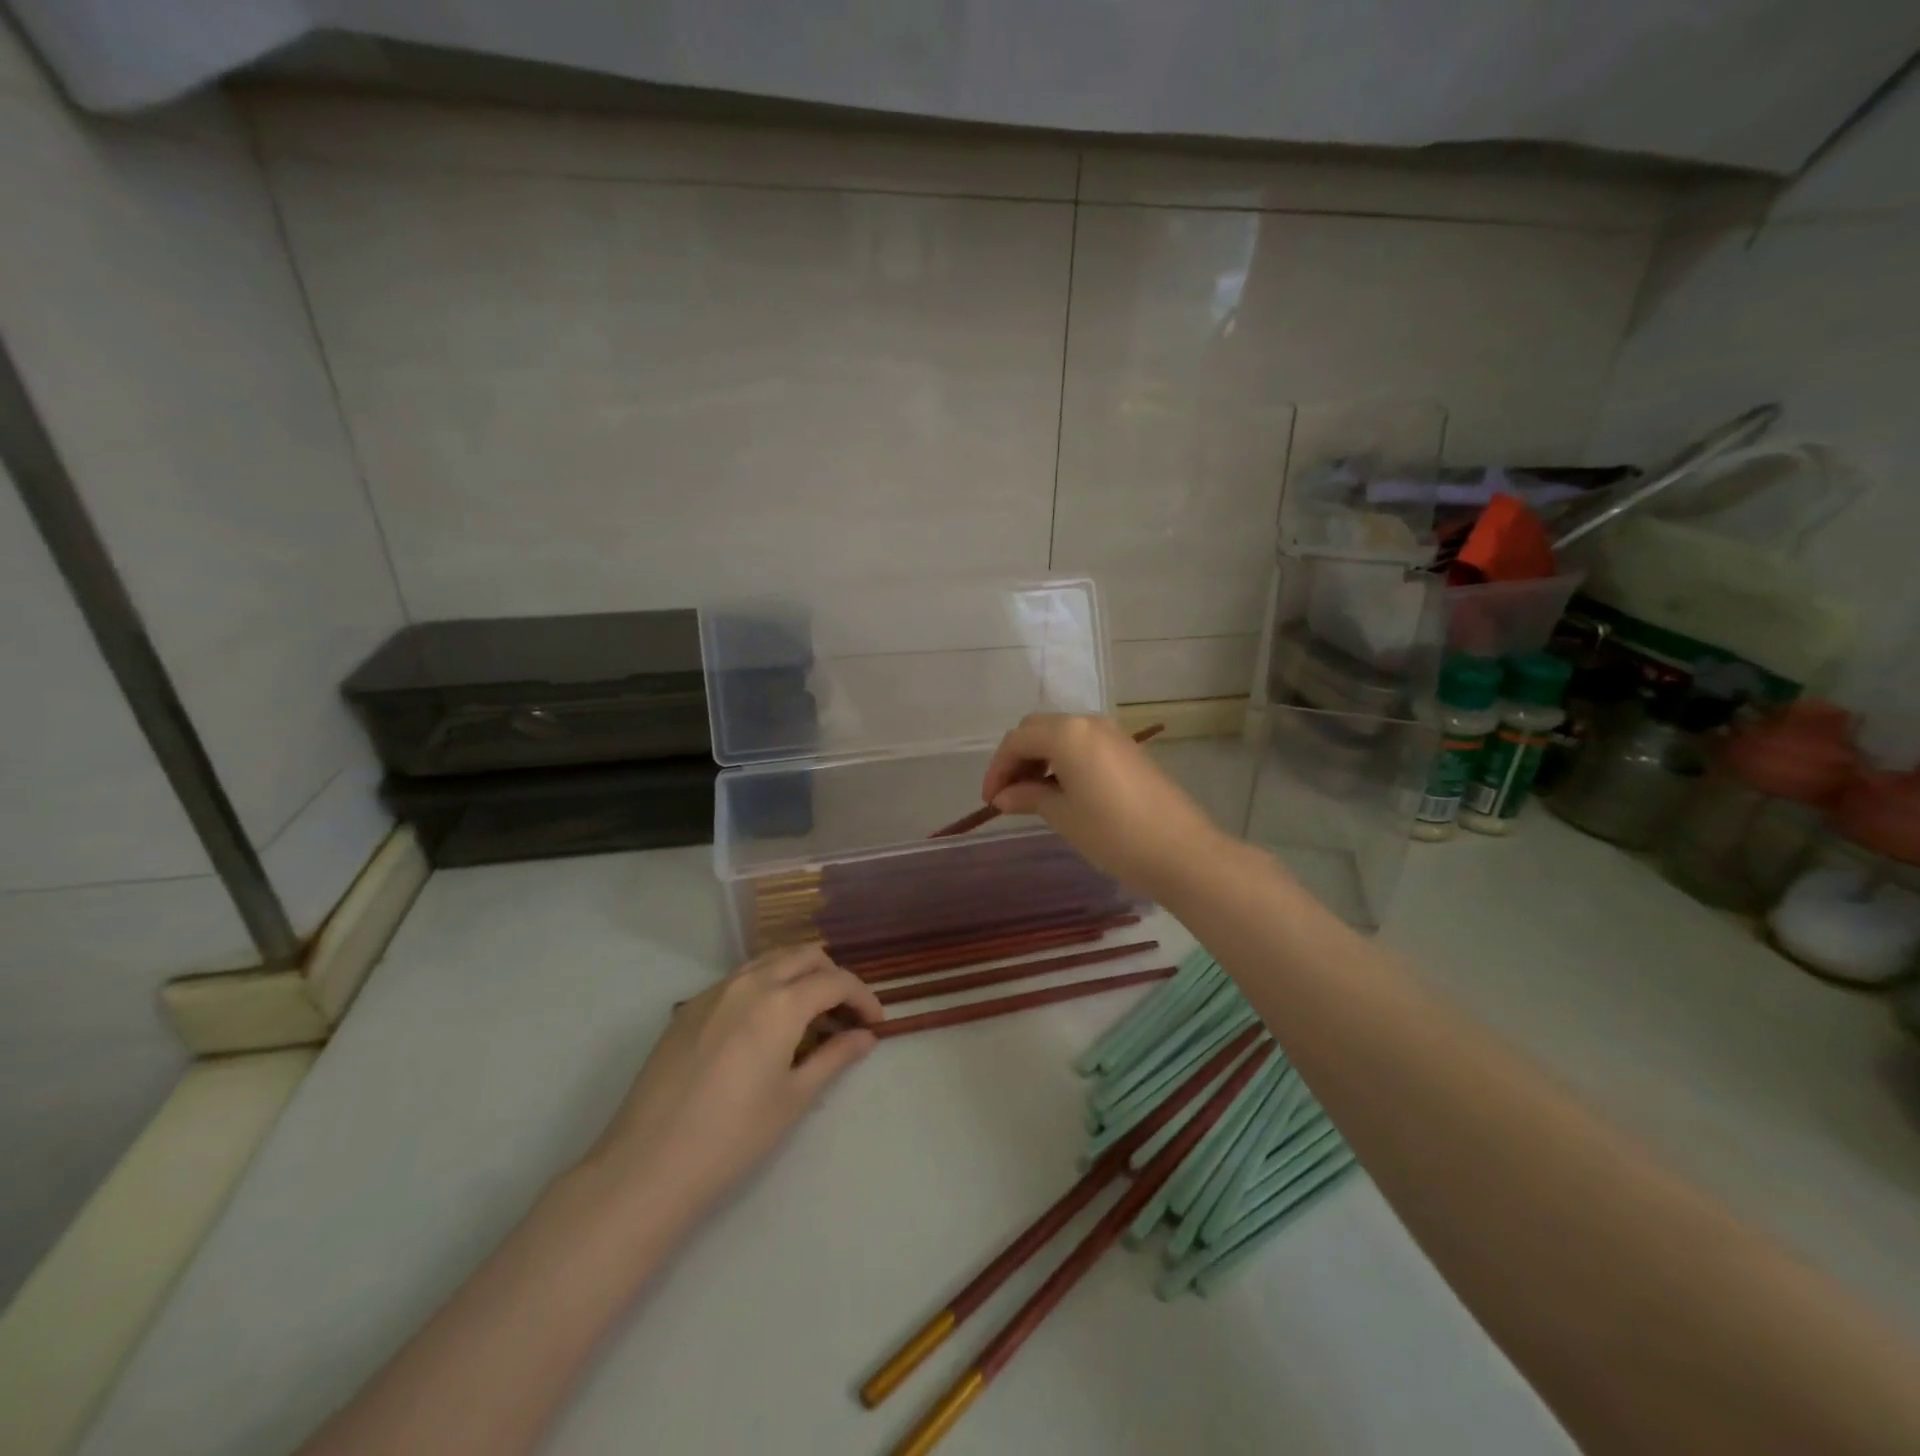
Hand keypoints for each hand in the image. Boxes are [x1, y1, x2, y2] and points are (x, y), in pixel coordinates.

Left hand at [583, 946, 882, 1218]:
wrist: (648, 1166)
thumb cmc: (732, 1137)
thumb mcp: (794, 1098)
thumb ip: (835, 1058)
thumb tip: (866, 1037)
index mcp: (780, 1002)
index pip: (835, 981)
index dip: (863, 997)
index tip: (876, 1023)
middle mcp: (749, 983)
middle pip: (804, 956)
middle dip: (833, 977)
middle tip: (845, 1015)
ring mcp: (714, 992)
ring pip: (770, 960)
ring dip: (799, 976)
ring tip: (810, 1016)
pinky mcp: (689, 1008)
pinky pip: (740, 979)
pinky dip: (767, 986)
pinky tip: (766, 1027)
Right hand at [981, 714, 1227, 899]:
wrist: (1182, 852)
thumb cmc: (1114, 835)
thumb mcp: (1063, 816)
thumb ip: (1028, 797)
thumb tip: (1003, 795)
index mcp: (1068, 734)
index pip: (1018, 740)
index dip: (997, 768)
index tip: (990, 800)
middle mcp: (1090, 723)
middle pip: (1038, 729)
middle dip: (1017, 758)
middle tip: (1007, 795)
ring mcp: (1113, 735)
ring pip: (1062, 735)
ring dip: (1040, 758)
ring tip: (1031, 795)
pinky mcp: (1129, 751)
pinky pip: (1084, 745)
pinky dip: (1064, 761)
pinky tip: (1062, 791)